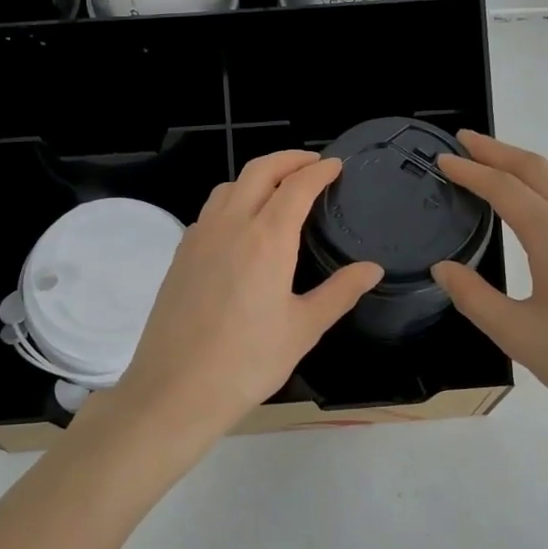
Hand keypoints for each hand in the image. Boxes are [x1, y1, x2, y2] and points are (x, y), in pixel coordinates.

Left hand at [85, 151, 382, 451]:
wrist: (176, 389)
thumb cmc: (247, 362)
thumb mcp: (303, 329)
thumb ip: (339, 292)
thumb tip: (371, 268)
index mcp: (266, 239)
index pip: (296, 187)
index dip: (319, 171)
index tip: (336, 166)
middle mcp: (230, 225)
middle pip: (259, 171)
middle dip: (289, 159)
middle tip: (313, 163)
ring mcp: (199, 237)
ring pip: (230, 186)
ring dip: (258, 176)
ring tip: (279, 188)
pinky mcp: (181, 254)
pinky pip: (211, 210)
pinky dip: (234, 199)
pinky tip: (243, 225)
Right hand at [430, 131, 547, 444]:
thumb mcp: (519, 336)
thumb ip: (474, 297)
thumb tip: (443, 268)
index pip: (505, 187)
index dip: (470, 170)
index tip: (442, 159)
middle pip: (537, 169)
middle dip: (497, 150)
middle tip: (464, 141)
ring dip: (521, 169)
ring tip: (490, 170)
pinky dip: (542, 191)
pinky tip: (531, 211)